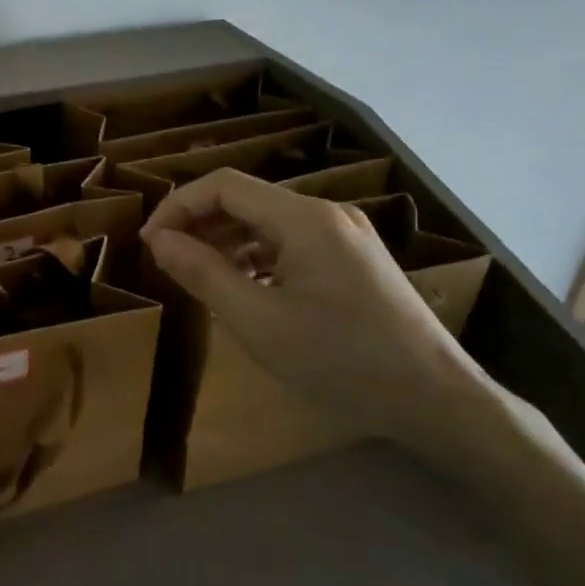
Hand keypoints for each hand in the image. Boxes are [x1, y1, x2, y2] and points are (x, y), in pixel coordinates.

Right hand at [139, 168, 503, 465]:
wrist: (435, 399)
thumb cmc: (339, 359)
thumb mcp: (256, 320)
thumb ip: (201, 272)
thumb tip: (158, 239)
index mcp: (304, 218)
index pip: (224, 186)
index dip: (178, 207)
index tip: (149, 244)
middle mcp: (326, 213)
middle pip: (246, 199)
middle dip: (200, 224)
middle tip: (167, 262)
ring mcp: (344, 234)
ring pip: (267, 221)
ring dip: (226, 241)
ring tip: (198, 276)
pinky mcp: (353, 258)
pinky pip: (290, 242)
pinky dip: (256, 256)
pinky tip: (243, 287)